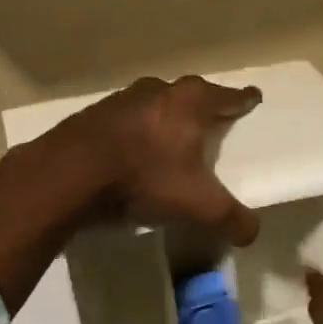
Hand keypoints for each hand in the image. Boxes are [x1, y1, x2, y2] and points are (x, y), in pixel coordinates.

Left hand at [58, 75, 262, 243]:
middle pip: (188, 94)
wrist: (70, 173)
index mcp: (189, 102)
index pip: (227, 97)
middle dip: (200, 106)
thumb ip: (231, 218)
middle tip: (210, 119)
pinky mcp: (92, 115)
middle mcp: (158, 91)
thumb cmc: (145, 177)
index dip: (242, 99)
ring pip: (153, 104)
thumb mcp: (197, 205)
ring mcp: (121, 99)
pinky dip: (133, 131)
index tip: (252, 96)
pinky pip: (124, 120)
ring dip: (163, 117)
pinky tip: (131, 150)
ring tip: (170, 137)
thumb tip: (252, 232)